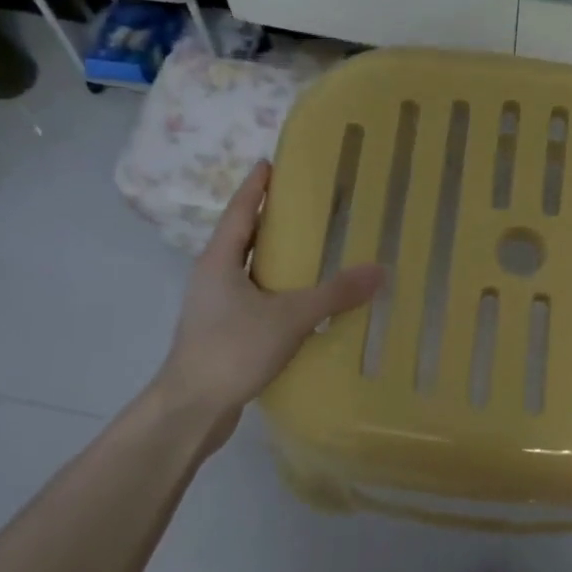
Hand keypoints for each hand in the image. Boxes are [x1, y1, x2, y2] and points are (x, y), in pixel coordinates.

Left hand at [154, 161, 383, 428]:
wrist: (192, 409)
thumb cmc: (232, 350)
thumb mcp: (289, 318)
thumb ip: (334, 294)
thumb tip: (379, 270)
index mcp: (219, 261)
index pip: (240, 211)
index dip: (256, 187)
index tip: (271, 163)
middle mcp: (212, 277)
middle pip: (242, 238)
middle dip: (269, 220)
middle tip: (304, 205)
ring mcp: (214, 307)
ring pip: (248, 271)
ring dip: (273, 258)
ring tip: (310, 250)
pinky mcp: (223, 333)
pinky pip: (253, 299)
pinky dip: (276, 291)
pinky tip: (301, 302)